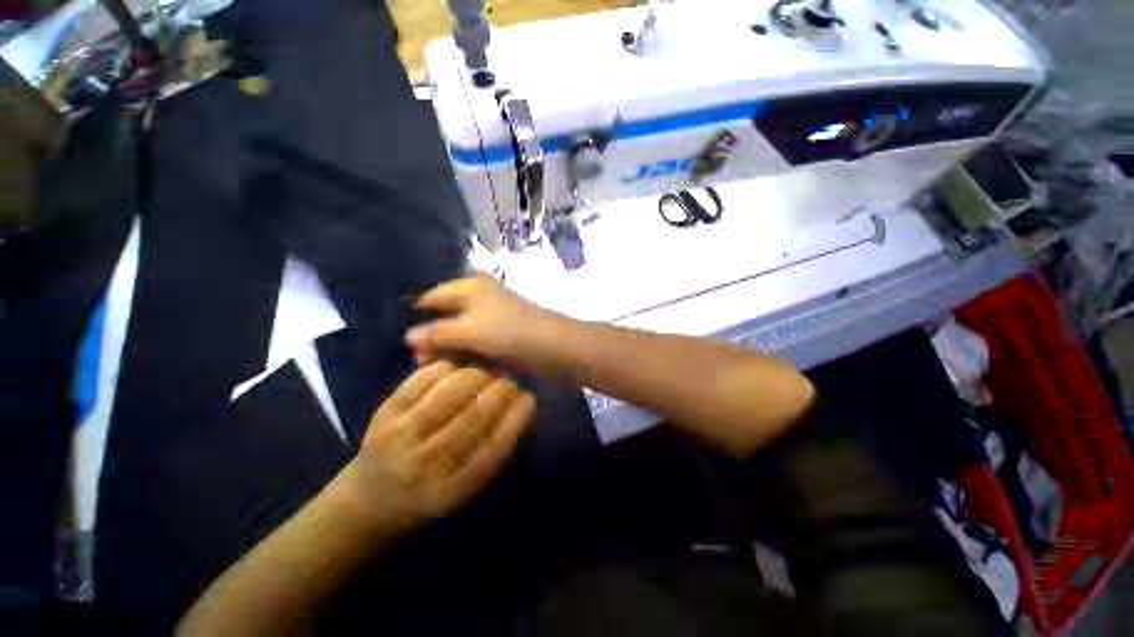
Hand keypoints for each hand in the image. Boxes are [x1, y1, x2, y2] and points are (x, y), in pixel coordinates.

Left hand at [338, 361, 534, 536]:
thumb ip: (495, 452)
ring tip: (489, 370)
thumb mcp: (467, 488)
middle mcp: (426, 465)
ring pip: (450, 393)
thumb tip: (523, 405)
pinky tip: (459, 366)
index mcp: (453, 489)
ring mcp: (401, 438)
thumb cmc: (430, 494)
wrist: (371, 500)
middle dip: (501, 388)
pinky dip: (446, 367)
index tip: (529, 397)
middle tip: (511, 378)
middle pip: (474, 415)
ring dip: (477, 374)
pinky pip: (421, 381)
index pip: (495, 447)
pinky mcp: (384, 415)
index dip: (517, 416)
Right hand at [406, 273, 563, 376]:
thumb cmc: (512, 333)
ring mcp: (493, 317)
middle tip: (421, 363)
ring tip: (435, 369)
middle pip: (446, 315)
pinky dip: (465, 353)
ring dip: (448, 348)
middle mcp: (480, 297)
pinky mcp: (502, 334)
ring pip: (461, 330)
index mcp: (470, 286)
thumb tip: (407, 336)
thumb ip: (438, 333)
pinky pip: (476, 342)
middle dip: (432, 337)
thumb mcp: (471, 331)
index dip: (418, 319)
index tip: (407, 347)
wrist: (557, 348)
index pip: (432, 298)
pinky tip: (456, 367)